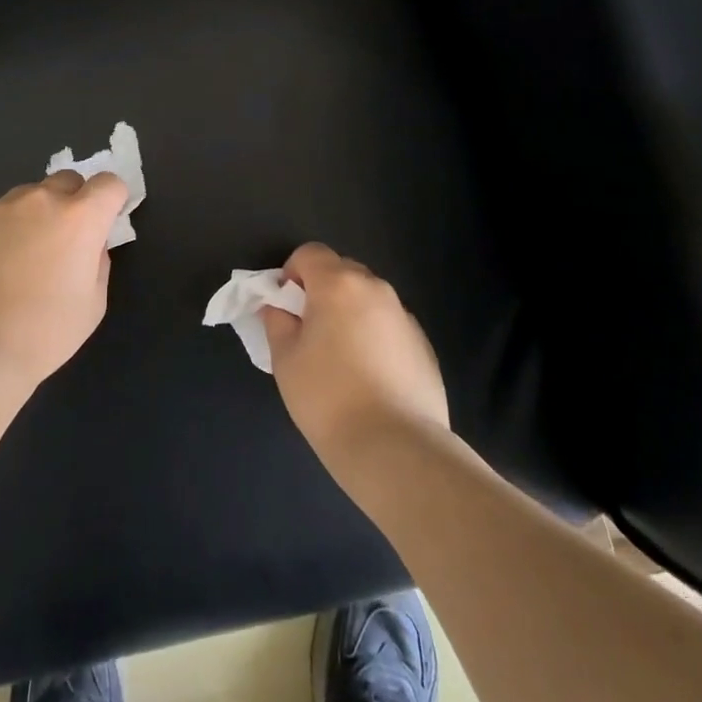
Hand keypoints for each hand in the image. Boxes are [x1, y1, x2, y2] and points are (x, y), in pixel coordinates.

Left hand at [0, 171, 129, 389]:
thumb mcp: (93, 303)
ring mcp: (0, 208)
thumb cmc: (44, 332)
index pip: (109, 183)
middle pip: (67, 180)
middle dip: (73, 202)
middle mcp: (41, 201)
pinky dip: (3, 232)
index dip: (112, 200)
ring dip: (35, 215)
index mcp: (80, 218)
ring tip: (21, 258)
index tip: (105, 223)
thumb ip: (97, 261)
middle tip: (63, 241)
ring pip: (28, 197)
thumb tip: (88, 246)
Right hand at [262, 242, 449, 465]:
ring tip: (341, 360)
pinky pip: (390, 327)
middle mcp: (376, 290)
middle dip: (322, 291)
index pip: (310, 252)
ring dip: (350, 314)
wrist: (396, 448)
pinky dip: (375, 338)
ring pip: (369, 300)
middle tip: (310, 331)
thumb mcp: (285, 359)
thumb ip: (277, 323)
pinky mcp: (424, 346)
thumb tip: (279, 308)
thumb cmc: (328, 397)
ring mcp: (405, 317)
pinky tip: (370, 379)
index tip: (286, 307)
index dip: (292, 273)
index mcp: (338, 284)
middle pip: (342, 271)